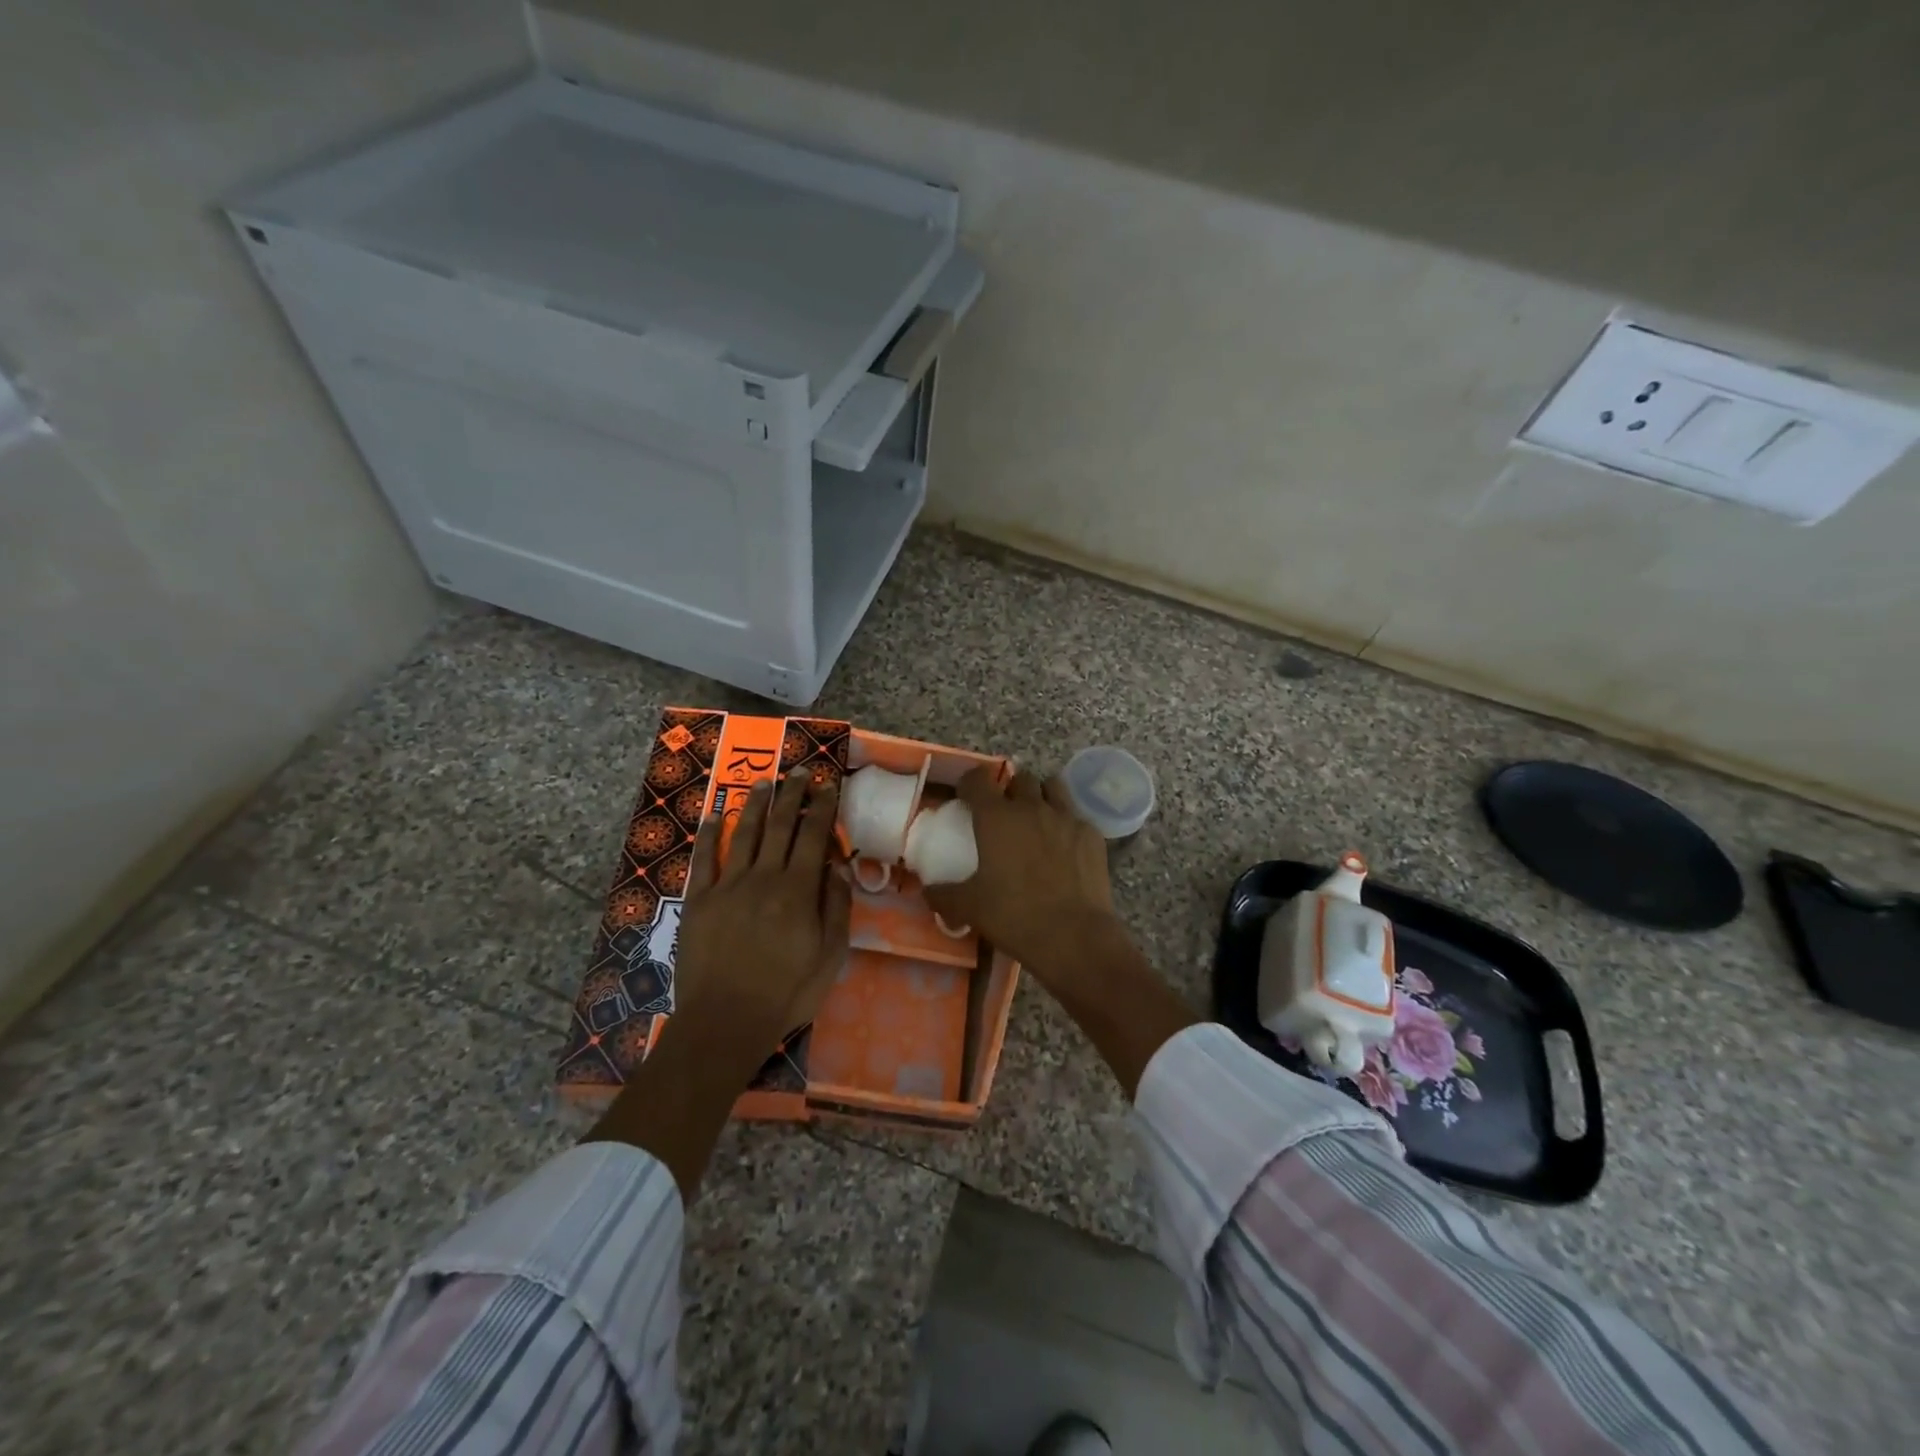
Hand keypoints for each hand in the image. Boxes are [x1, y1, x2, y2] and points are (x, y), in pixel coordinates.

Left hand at [673, 772, 850, 1041]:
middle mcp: (764, 877)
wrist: (725, 1020)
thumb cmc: (787, 992)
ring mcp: (728, 886)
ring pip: (746, 834)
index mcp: (798, 890)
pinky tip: (717, 815)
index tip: (827, 784)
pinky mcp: (700, 900)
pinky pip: (706, 859)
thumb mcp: (830, 955)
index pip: (813, 836)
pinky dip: (711, 834)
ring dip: (757, 805)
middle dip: (792, 795)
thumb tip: (838, 867)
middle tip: (799, 770)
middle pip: (781, 826)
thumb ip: (836, 907)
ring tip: (766, 782)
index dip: (821, 806)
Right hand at [923, 767, 1116, 986]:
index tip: (966, 797)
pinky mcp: (1091, 834)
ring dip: (1040, 796)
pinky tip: (1064, 846)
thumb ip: (944, 894)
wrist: (1074, 936)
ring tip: (1036, 819)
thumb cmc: (1014, 916)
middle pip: (1019, 779)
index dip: (969, 783)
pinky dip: (1065, 823)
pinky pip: (1075, 815)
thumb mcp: (969, 908)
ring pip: (1052, 787)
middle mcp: (1031, 807)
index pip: (977, 779)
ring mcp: (1066, 817)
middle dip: (1009, 790)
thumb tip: (928, 890)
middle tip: (1004, 814)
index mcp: (996, 817)